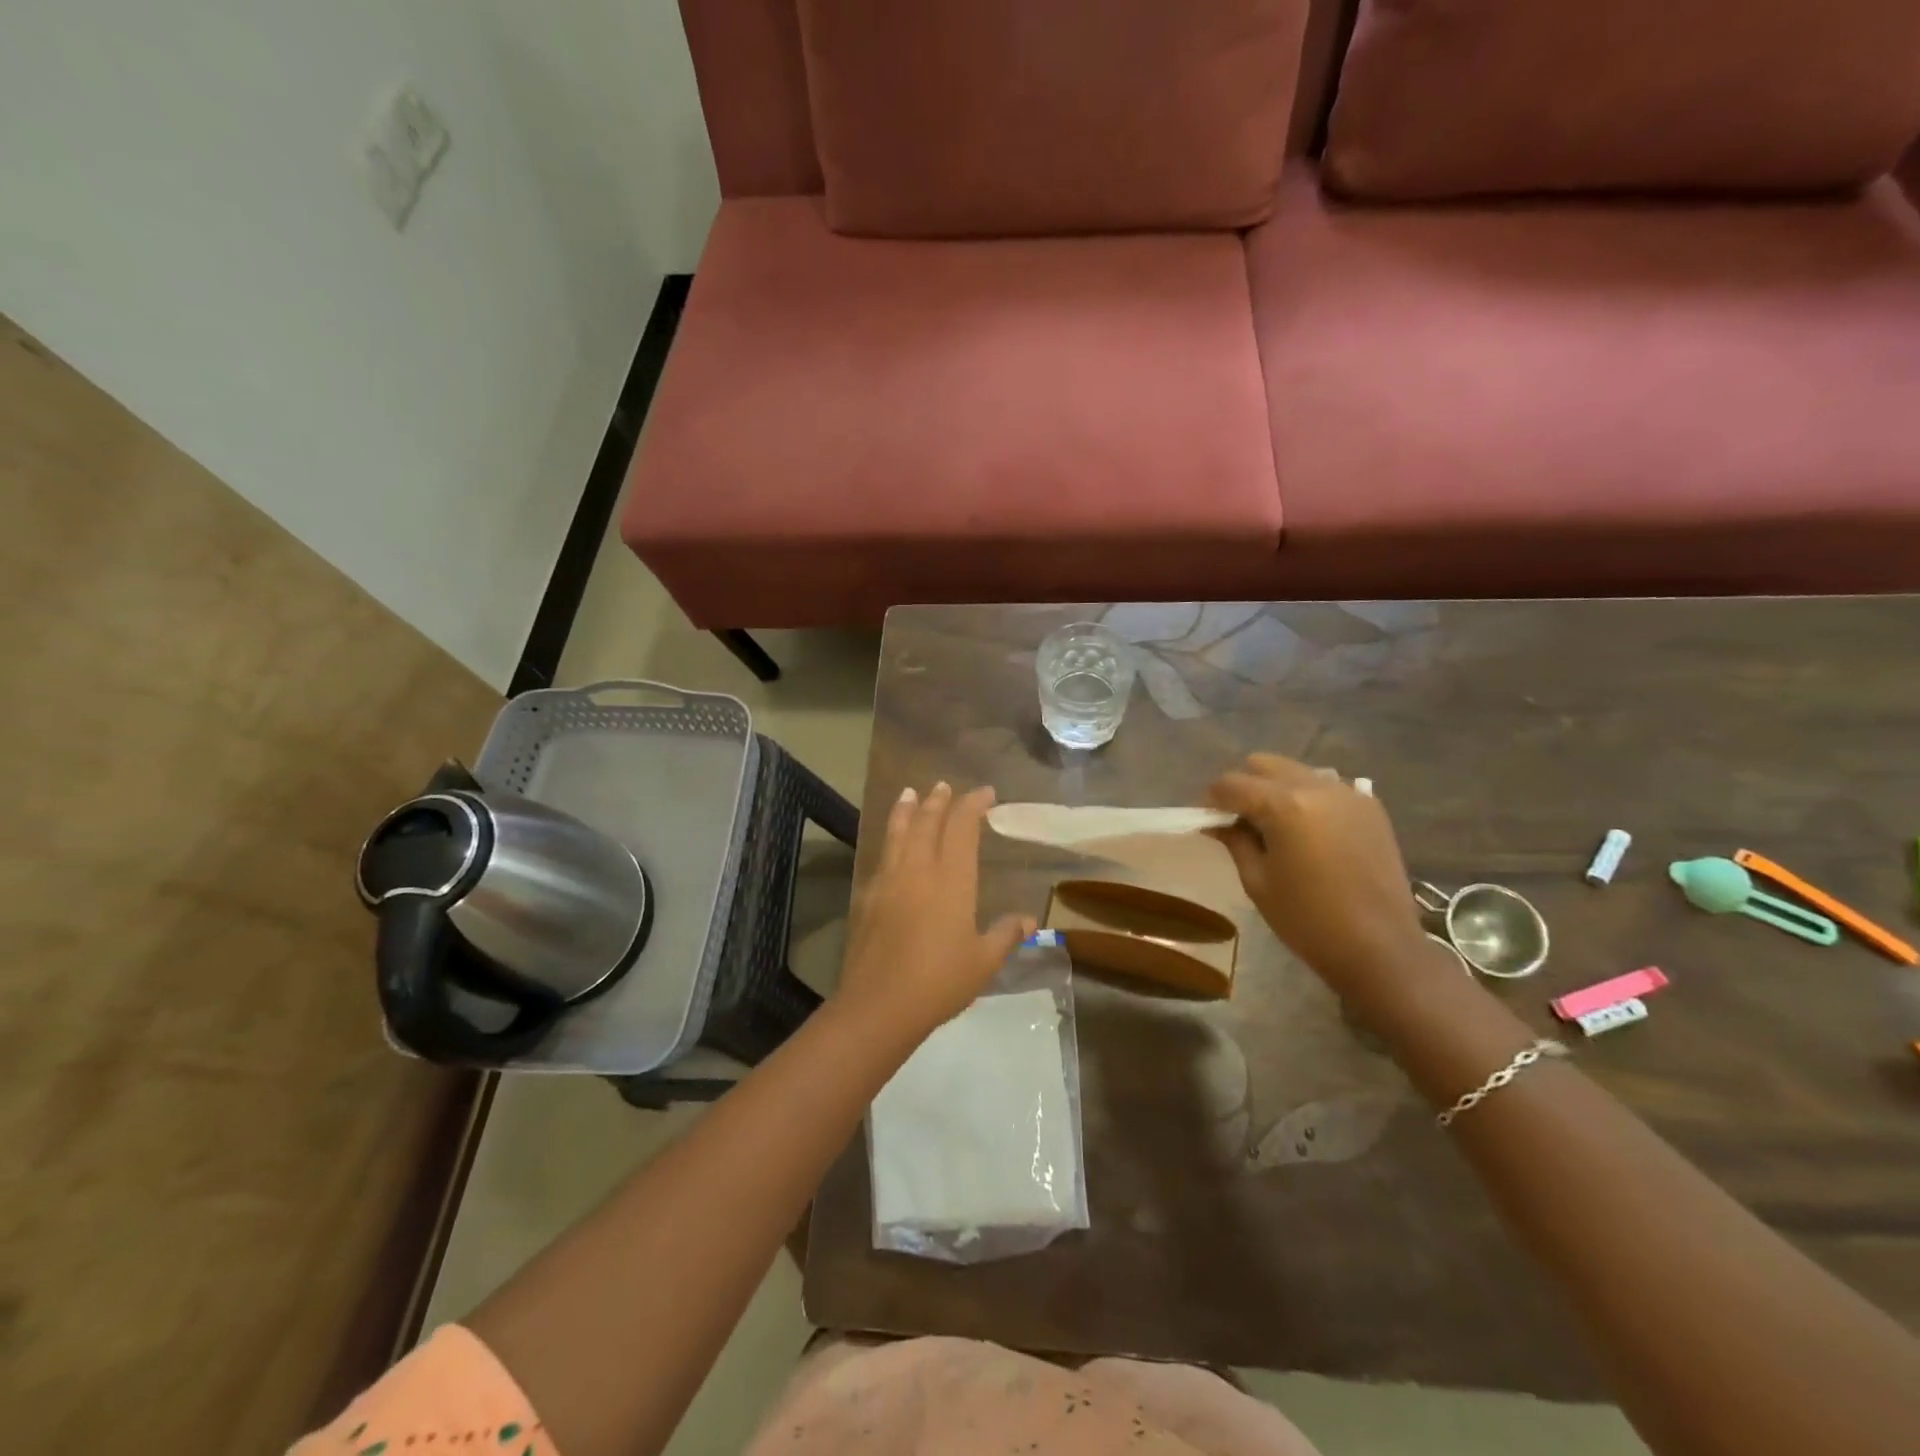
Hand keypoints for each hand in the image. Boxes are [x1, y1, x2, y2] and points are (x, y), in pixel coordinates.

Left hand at [837, 782, 1035, 1041]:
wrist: (880, 1004)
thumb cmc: (940, 981)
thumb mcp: (983, 961)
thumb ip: (1005, 934)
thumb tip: (1028, 920)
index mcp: (951, 879)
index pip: (962, 827)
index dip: (973, 805)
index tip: (985, 793)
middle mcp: (918, 869)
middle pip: (926, 821)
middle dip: (938, 801)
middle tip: (944, 786)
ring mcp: (889, 880)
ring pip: (897, 832)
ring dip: (906, 809)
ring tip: (909, 793)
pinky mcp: (868, 896)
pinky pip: (882, 856)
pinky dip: (890, 839)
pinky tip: (891, 845)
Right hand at [1205, 754, 1428, 1003]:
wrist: (1380, 948)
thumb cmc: (1308, 920)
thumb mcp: (1258, 881)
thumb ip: (1235, 840)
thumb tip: (1217, 822)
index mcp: (1285, 805)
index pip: (1232, 784)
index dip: (1212, 800)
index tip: (1207, 820)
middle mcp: (1317, 787)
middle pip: (1264, 765)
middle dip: (1244, 786)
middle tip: (1238, 819)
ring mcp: (1348, 794)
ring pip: (1297, 771)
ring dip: (1276, 789)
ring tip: (1275, 825)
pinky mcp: (1371, 807)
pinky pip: (1327, 787)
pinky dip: (1308, 798)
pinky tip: (1308, 832)